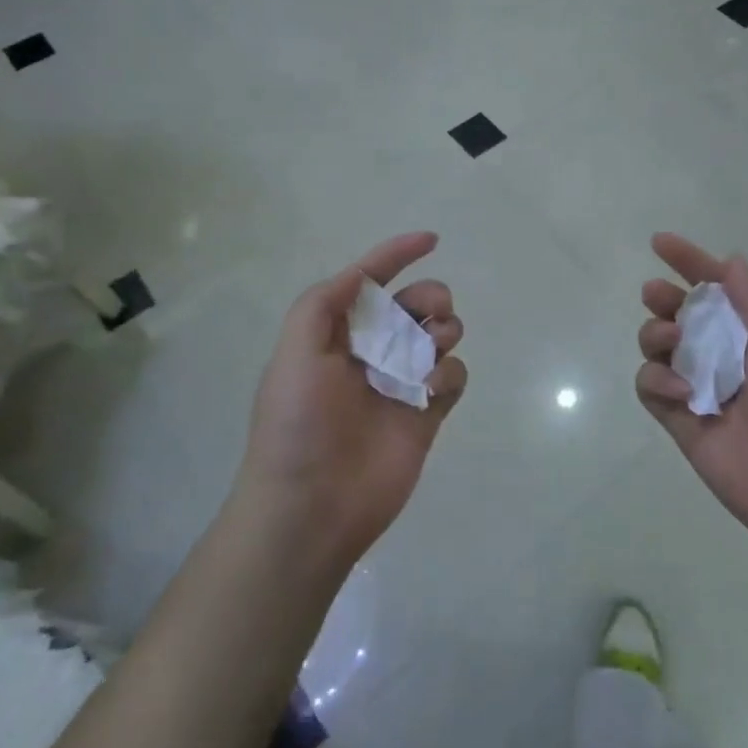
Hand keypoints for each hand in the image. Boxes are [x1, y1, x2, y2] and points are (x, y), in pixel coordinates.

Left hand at [234, 232, 467, 572]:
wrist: (311, 507)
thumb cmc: (297, 424)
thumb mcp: (294, 352)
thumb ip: (322, 303)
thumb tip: (361, 273)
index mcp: (336, 334)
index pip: (370, 282)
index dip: (396, 255)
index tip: (431, 240)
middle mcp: (371, 352)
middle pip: (415, 305)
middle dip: (430, 297)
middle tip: (429, 314)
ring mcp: (401, 383)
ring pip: (440, 336)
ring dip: (443, 331)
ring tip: (430, 352)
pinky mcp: (425, 414)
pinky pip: (453, 377)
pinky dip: (449, 374)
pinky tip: (430, 392)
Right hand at [635, 233, 747, 564]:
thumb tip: (731, 260)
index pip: (721, 289)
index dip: (692, 263)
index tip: (660, 242)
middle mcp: (730, 358)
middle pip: (683, 316)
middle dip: (665, 299)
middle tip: (656, 295)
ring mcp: (704, 391)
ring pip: (661, 348)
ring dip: (657, 334)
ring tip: (672, 340)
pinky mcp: (684, 425)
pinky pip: (652, 387)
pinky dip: (656, 379)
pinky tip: (681, 389)